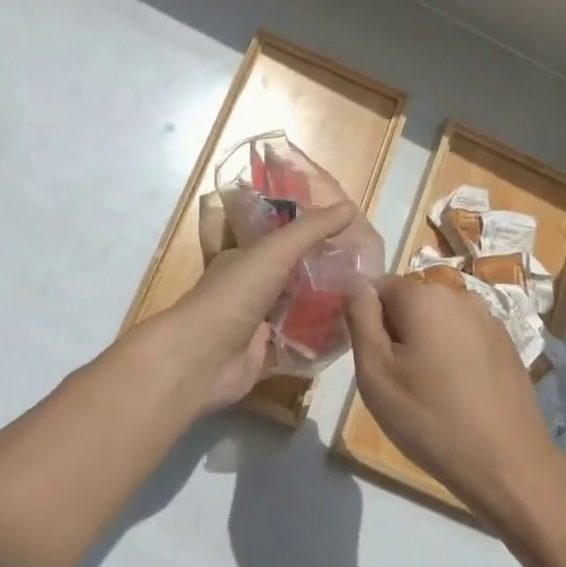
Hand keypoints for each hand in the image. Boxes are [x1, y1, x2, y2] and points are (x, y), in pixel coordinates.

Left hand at [126, 202, 360, 414]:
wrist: (201, 359)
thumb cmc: (234, 296)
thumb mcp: (274, 252)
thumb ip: (311, 230)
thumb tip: (351, 207)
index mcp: (244, 258)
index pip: (280, 240)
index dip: (309, 235)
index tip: (347, 235)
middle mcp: (248, 288)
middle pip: (291, 277)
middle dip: (322, 273)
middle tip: (364, 271)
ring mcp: (254, 324)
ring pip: (295, 311)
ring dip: (323, 307)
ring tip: (363, 300)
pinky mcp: (262, 356)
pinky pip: (296, 346)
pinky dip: (317, 343)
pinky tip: (348, 335)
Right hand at [345, 275, 562, 523]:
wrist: (508, 465)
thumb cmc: (430, 418)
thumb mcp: (376, 372)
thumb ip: (360, 318)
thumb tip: (356, 284)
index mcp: (425, 296)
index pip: (379, 287)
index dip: (367, 319)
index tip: (371, 359)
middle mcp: (461, 296)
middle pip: (411, 302)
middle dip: (398, 332)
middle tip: (396, 381)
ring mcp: (490, 320)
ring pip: (439, 321)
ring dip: (426, 344)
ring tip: (427, 391)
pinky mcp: (507, 346)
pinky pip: (465, 338)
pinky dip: (453, 357)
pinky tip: (457, 395)